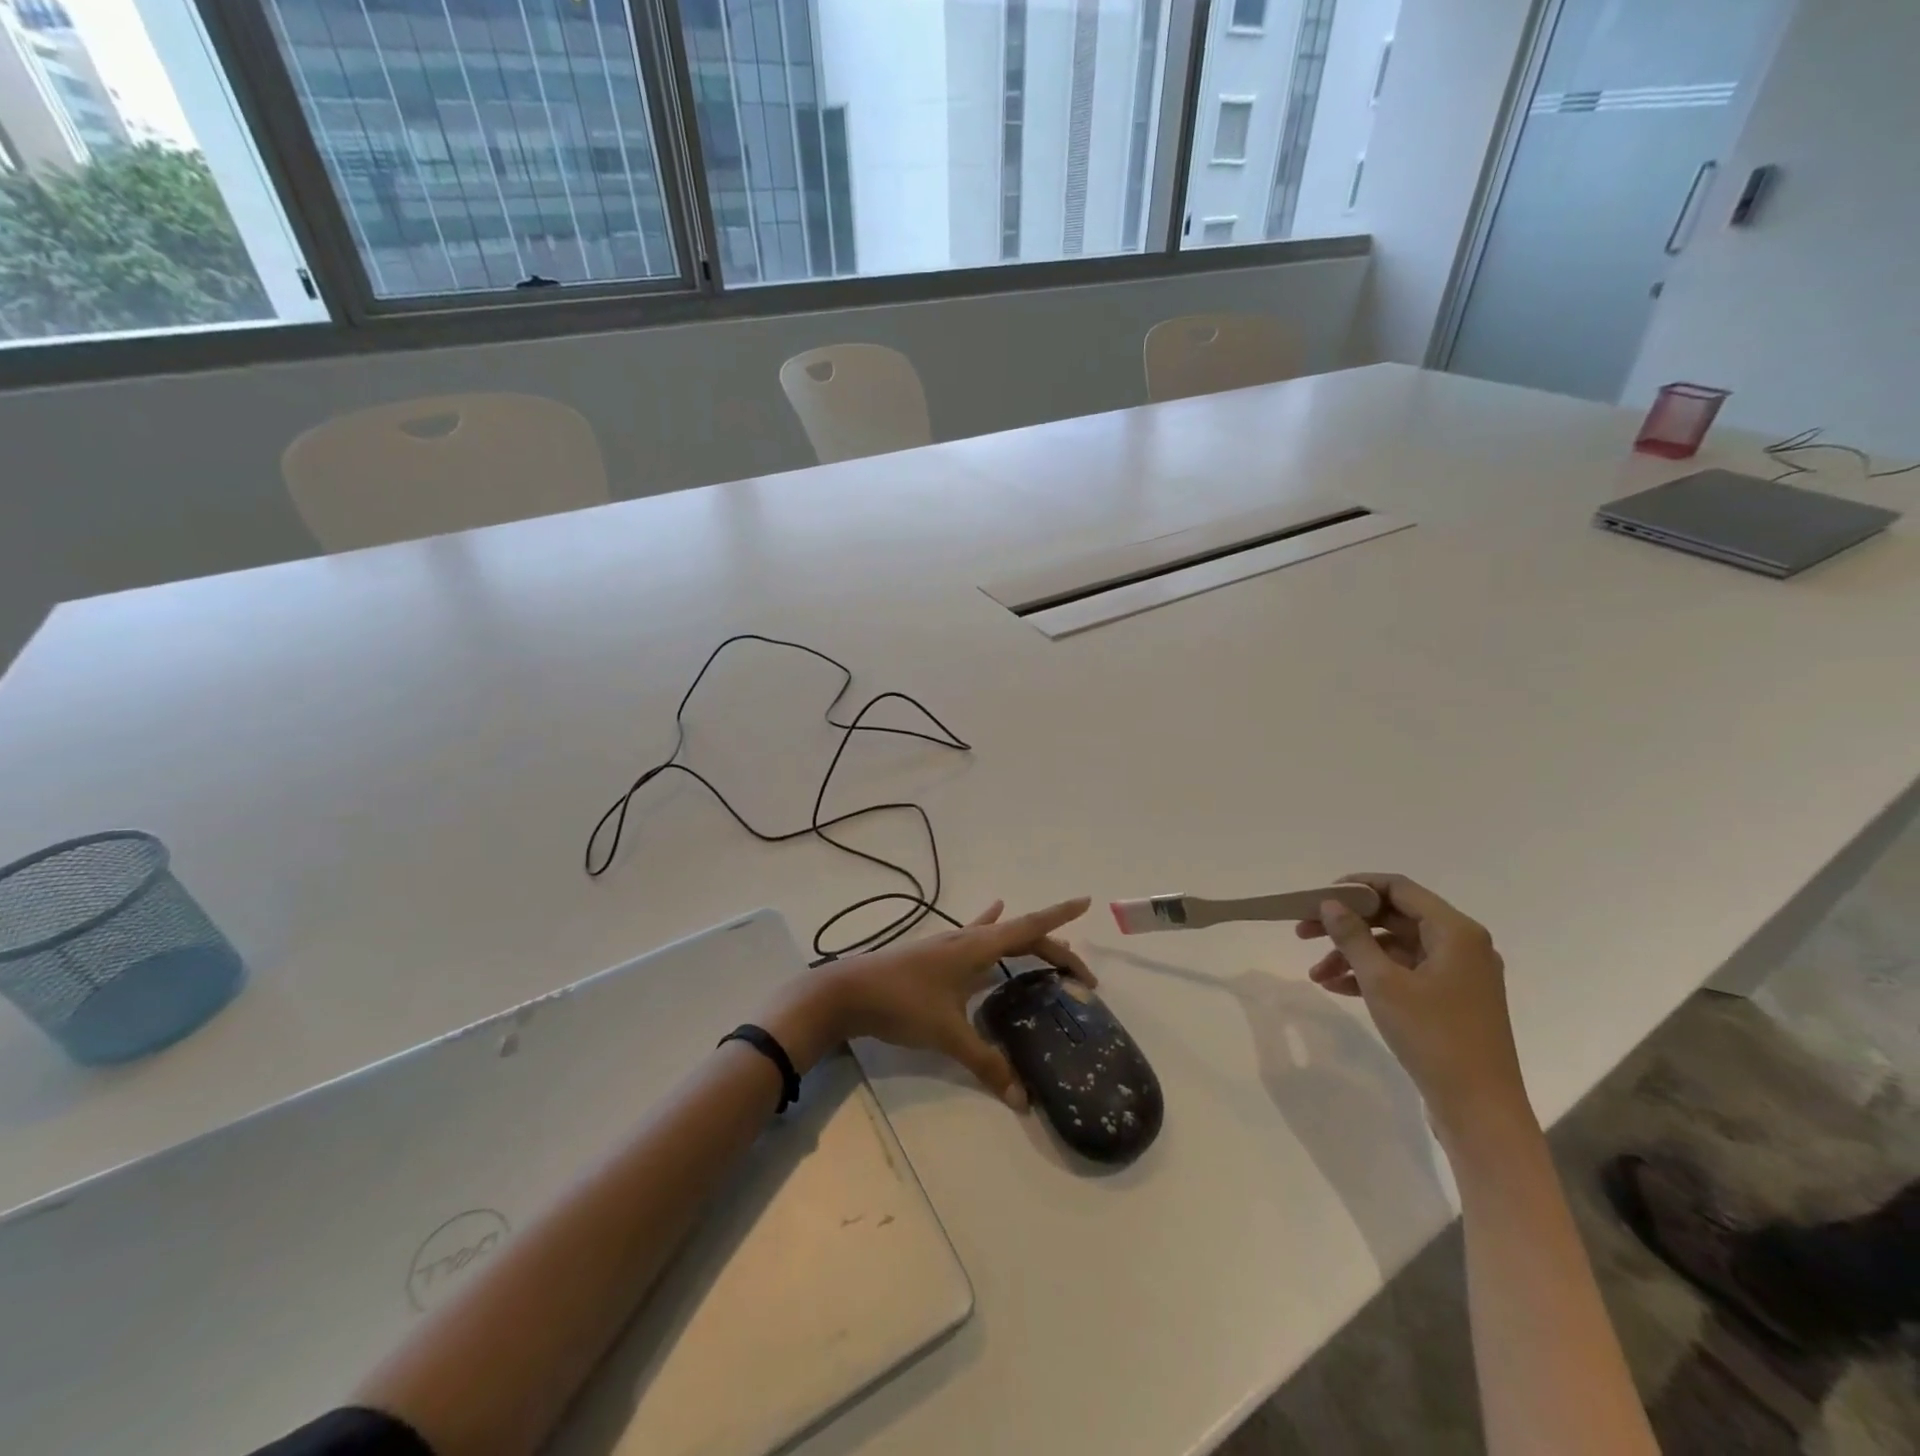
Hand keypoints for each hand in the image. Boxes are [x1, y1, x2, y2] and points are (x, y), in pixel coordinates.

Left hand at [759, 898, 1093, 1109]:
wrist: (847, 992)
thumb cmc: (902, 1004)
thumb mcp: (947, 1035)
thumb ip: (986, 1063)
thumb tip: (1021, 1098)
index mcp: (977, 947)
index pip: (1029, 928)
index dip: (1059, 916)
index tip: (1086, 902)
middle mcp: (967, 938)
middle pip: (1020, 935)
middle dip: (1053, 950)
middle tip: (1080, 976)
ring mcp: (949, 943)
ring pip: (998, 935)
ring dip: (1025, 940)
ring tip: (1049, 947)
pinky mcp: (935, 954)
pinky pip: (973, 935)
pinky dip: (989, 925)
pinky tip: (990, 911)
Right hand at [1296, 874, 1529, 1144]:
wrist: (1479, 1109)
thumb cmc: (1433, 1036)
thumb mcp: (1383, 982)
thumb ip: (1353, 937)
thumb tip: (1330, 904)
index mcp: (1455, 932)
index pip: (1399, 888)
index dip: (1356, 887)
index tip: (1317, 897)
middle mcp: (1461, 945)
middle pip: (1394, 917)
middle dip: (1347, 925)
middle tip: (1303, 932)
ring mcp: (1458, 974)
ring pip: (1395, 947)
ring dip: (1353, 955)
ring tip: (1315, 973)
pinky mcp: (1451, 999)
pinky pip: (1404, 972)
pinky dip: (1371, 975)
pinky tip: (1338, 988)